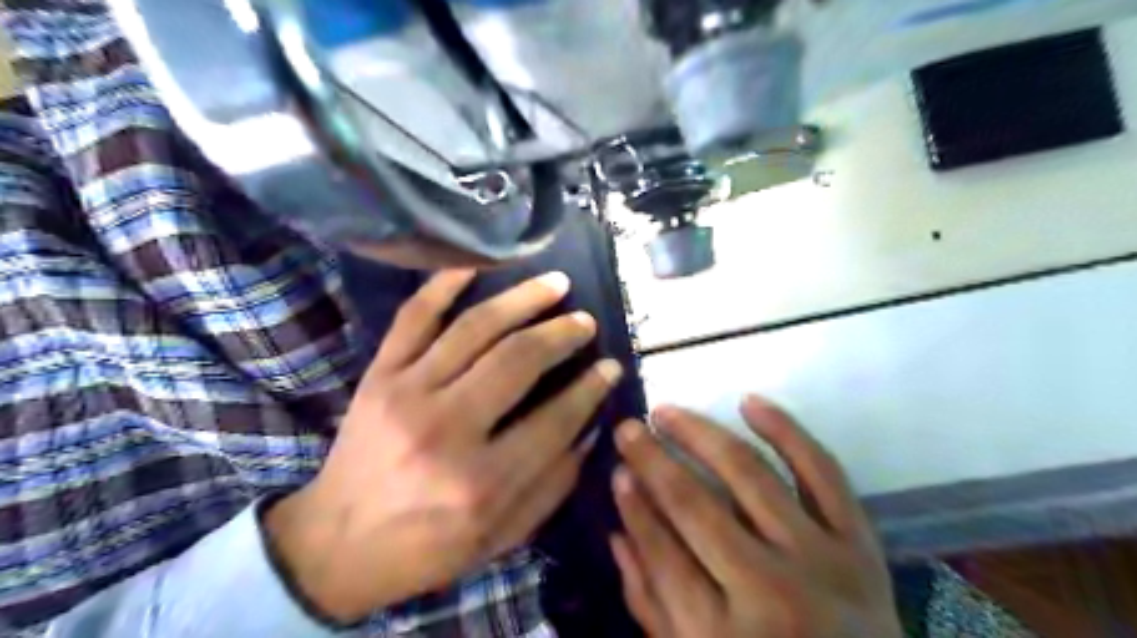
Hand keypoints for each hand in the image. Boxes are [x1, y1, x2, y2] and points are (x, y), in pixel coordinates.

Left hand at [266, 268, 620, 622]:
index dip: (591, 388)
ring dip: (523, 299)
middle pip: (519, 360)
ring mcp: (408, 393)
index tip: (611, 367)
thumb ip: (553, 484)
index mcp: (483, 481)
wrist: (336, 545)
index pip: (556, 418)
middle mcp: (447, 428)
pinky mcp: (380, 375)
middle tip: (585, 321)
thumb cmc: (428, 547)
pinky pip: (414, 317)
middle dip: (563, 334)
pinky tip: (474, 266)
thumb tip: (590, 427)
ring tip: (555, 284)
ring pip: (476, 327)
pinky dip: (443, 284)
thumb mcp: (503, 536)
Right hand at [609, 397, 903, 635]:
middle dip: (653, 460)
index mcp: (721, 636)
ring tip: (667, 411)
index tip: (616, 469)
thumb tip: (617, 532)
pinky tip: (749, 402)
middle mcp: (769, 590)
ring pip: (749, 475)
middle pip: (695, 505)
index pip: (661, 551)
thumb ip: (651, 603)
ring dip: (701, 434)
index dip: (634, 505)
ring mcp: (820, 559)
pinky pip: (822, 471)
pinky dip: (786, 430)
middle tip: (629, 427)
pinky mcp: (859, 540)